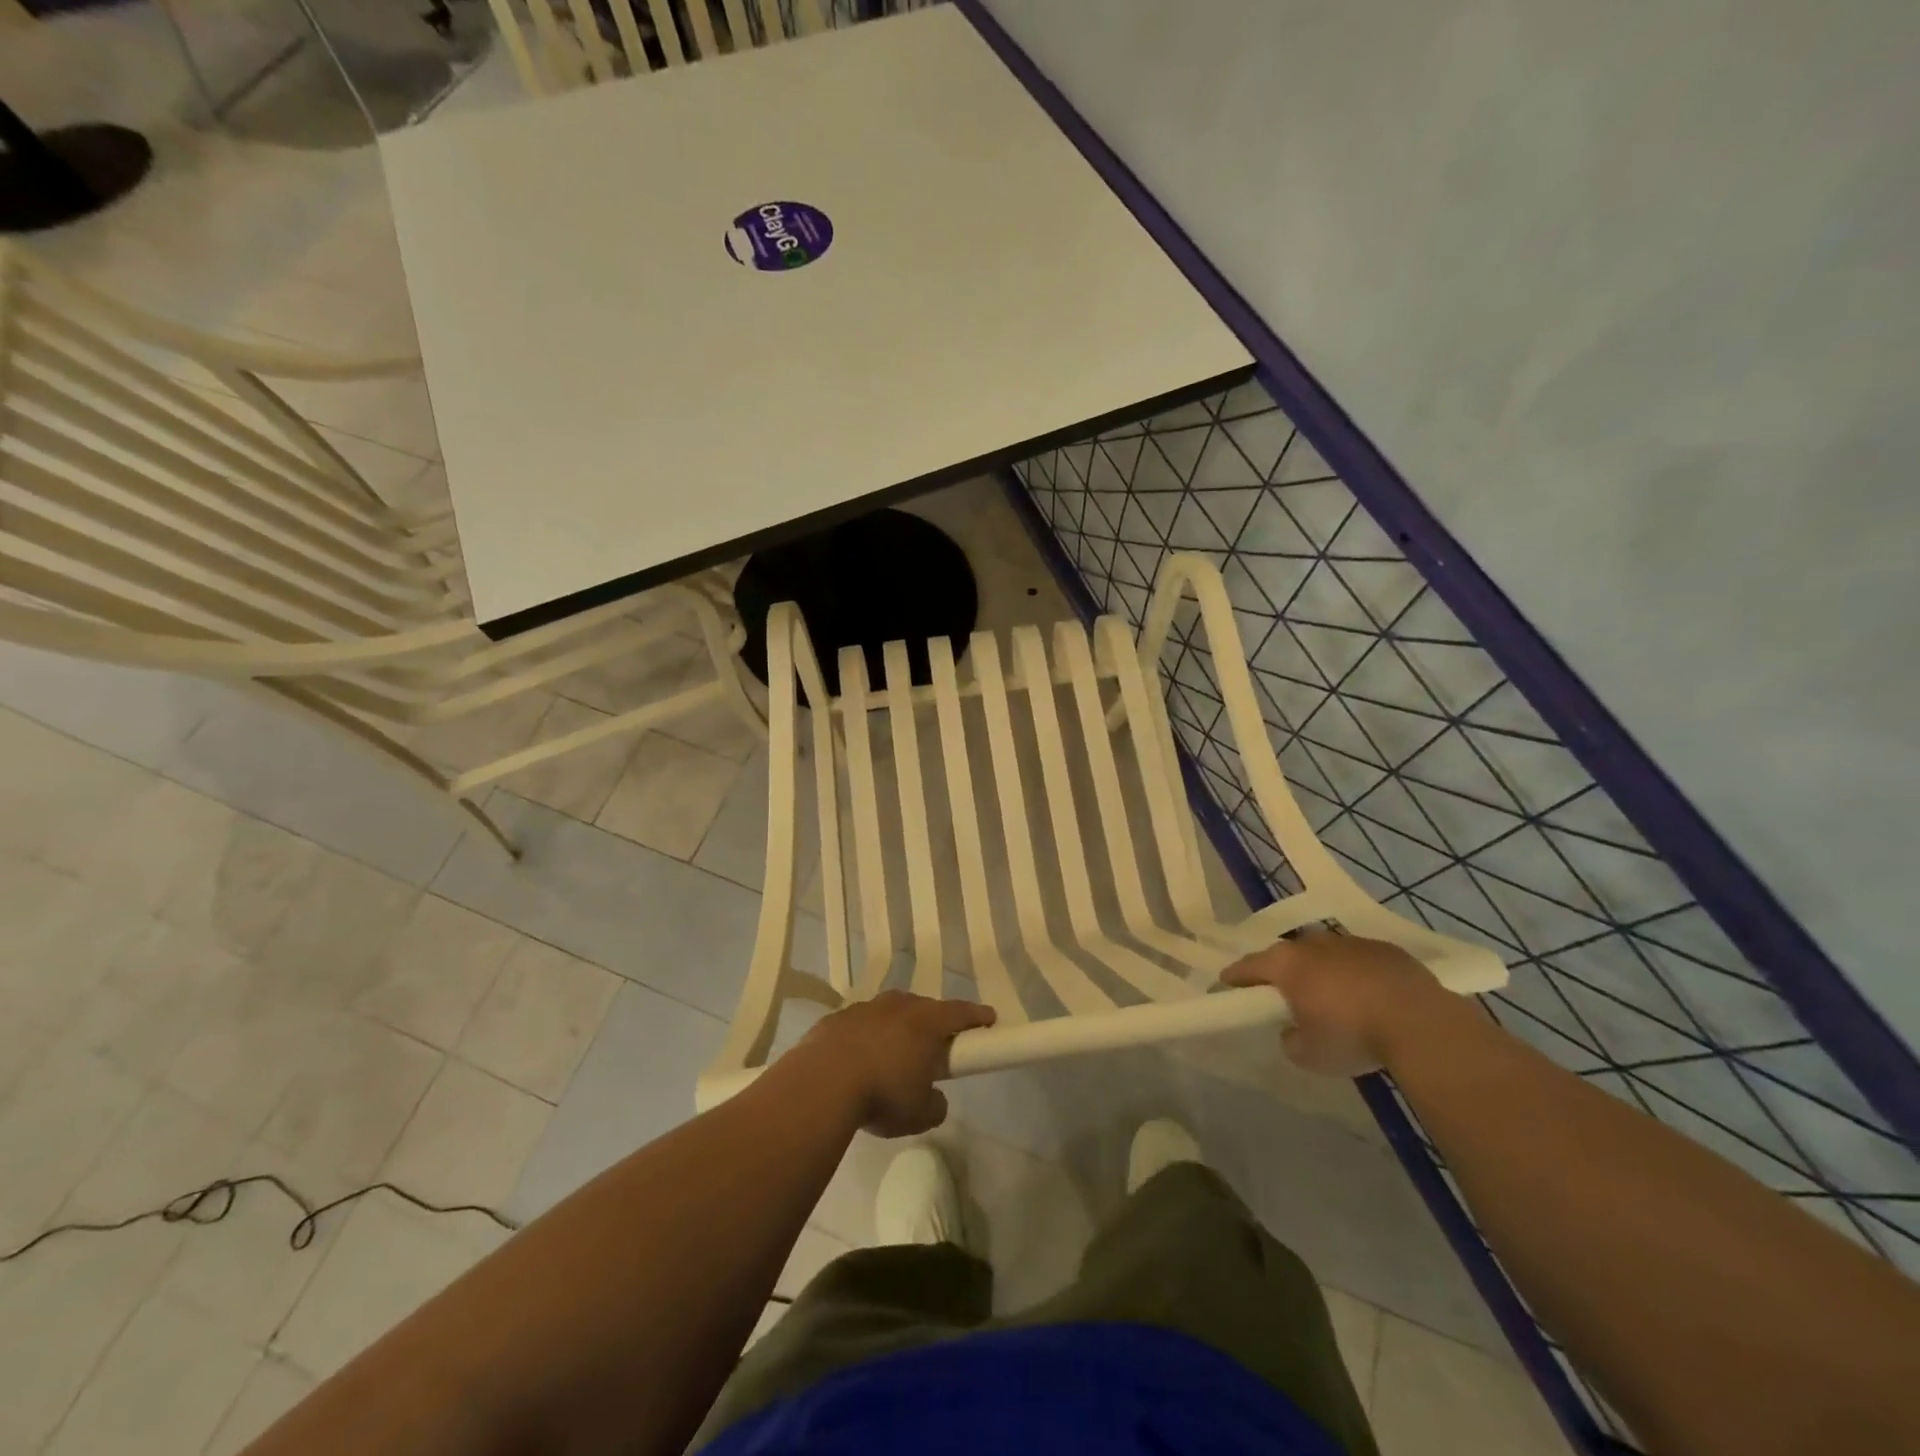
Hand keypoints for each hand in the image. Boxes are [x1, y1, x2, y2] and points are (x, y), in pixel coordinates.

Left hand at [785, 990, 996, 1136]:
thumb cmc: (882, 1094)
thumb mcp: (920, 1113)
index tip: (988, 1019)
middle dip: (932, 1022)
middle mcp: (898, 1006)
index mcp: (926, 1022)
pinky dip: (865, 1037)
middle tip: (935, 1044)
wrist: (821, 1083)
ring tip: (893, 1054)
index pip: (960, 1012)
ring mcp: (864, 1009)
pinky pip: (860, 1025)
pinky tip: (858, 1060)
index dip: (976, 1016)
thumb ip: (935, 1104)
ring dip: (896, 1028)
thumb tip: (934, 1098)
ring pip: (889, 1012)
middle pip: (923, 1008)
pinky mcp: (836, 1019)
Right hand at [1221, 933, 1450, 1076]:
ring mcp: (1352, 943)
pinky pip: (1360, 961)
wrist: (1420, 1023)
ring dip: (1323, 972)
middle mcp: (1314, 944)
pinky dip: (1357, 975)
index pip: (1249, 966)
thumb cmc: (1351, 1035)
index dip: (1236, 976)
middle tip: (1285, 995)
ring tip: (1332, 998)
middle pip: (1289, 955)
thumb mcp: (1309, 1055)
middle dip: (1284, 972)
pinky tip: (1369, 998)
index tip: (1227, 983)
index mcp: (1286, 964)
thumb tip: (1293, 1031)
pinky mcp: (1387, 950)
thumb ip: (1291, 1040)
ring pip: (1326, 955)